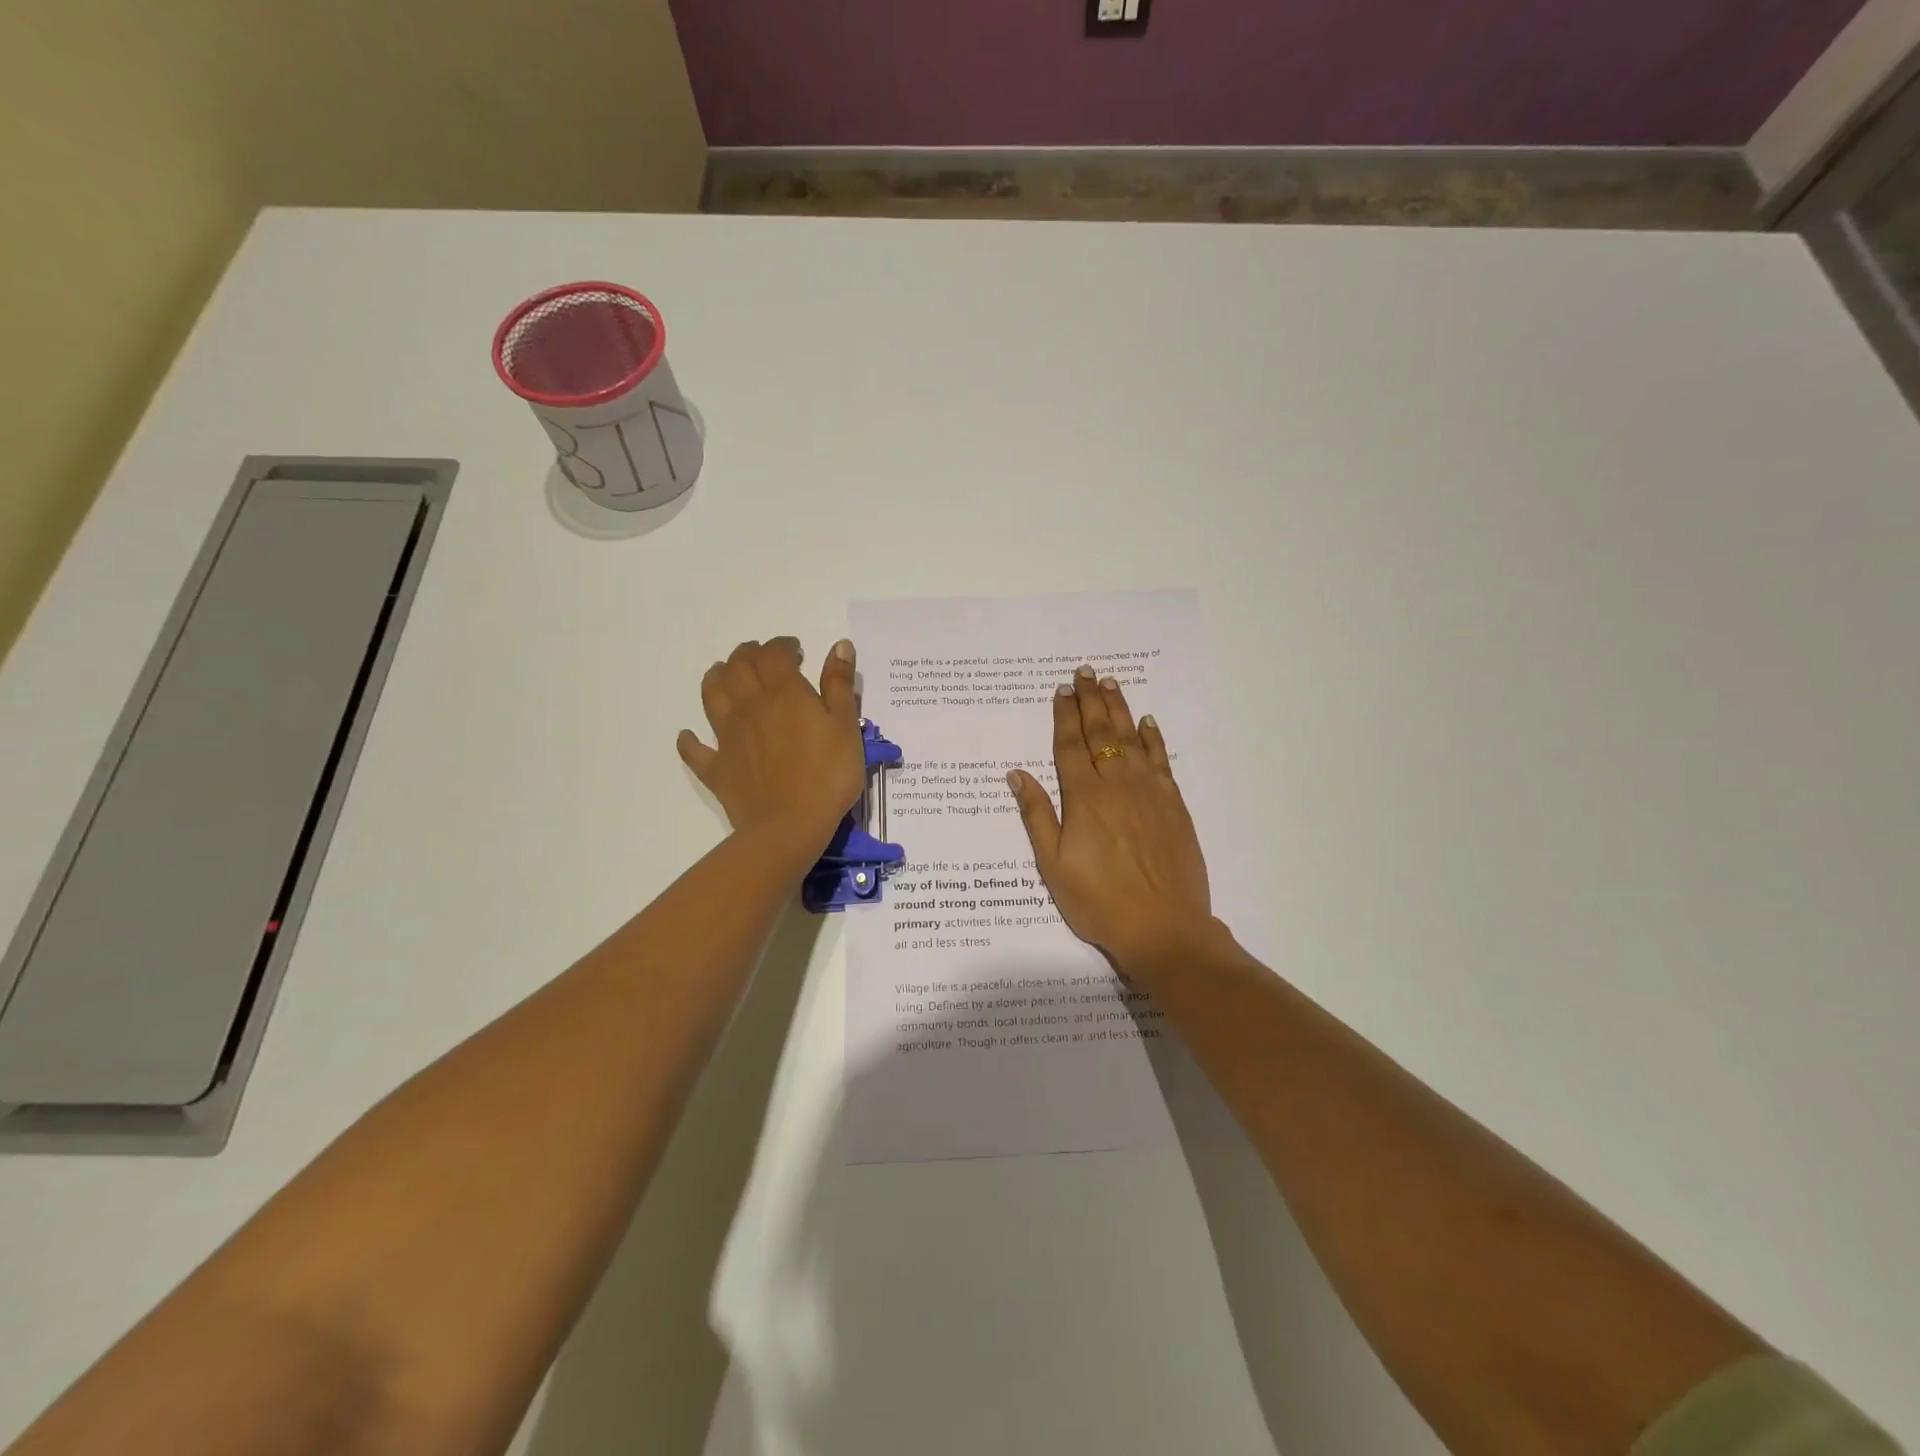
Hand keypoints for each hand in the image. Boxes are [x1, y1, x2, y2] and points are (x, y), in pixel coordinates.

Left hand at [677, 637, 866, 856]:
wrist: (789, 825)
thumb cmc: (827, 774)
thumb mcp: (846, 726)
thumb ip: (839, 684)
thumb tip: (838, 645)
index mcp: (783, 692)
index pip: (774, 654)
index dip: (782, 646)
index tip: (795, 650)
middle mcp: (749, 706)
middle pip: (738, 667)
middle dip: (748, 654)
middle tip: (760, 656)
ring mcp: (727, 737)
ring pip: (712, 696)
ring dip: (715, 678)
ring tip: (724, 674)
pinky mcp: (717, 768)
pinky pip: (695, 750)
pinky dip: (690, 740)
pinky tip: (689, 736)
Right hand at [1007, 666, 1214, 977]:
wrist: (1163, 928)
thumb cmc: (1098, 901)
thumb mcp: (1053, 865)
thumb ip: (1036, 815)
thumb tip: (1016, 774)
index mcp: (1084, 798)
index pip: (1069, 745)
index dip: (1064, 715)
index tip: (1062, 690)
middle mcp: (1117, 785)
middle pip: (1101, 733)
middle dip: (1091, 701)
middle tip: (1085, 673)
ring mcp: (1149, 792)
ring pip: (1132, 739)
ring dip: (1120, 709)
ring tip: (1111, 684)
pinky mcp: (1174, 805)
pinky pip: (1161, 761)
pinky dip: (1153, 739)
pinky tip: (1147, 723)